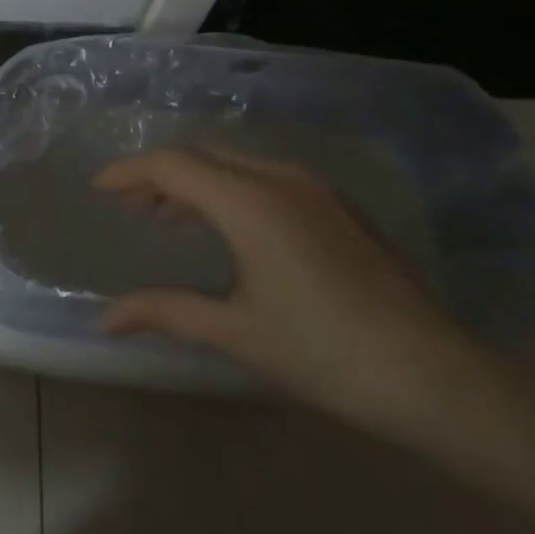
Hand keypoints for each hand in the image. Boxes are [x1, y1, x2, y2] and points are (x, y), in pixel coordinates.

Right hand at [93, 147, 473, 433]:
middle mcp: (279, 178)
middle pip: (201, 156)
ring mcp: (314, 189)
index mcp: (249, 202)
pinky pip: (264, 178)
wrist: (437, 376)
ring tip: (166, 216)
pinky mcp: (337, 206)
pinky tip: (227, 227)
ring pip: (234, 164)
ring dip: (194, 182)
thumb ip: (165, 312)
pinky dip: (228, 190)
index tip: (98, 188)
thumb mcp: (236, 332)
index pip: (172, 165)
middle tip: (127, 206)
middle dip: (157, 175)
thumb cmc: (324, 352)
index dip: (129, 172)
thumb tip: (104, 320)